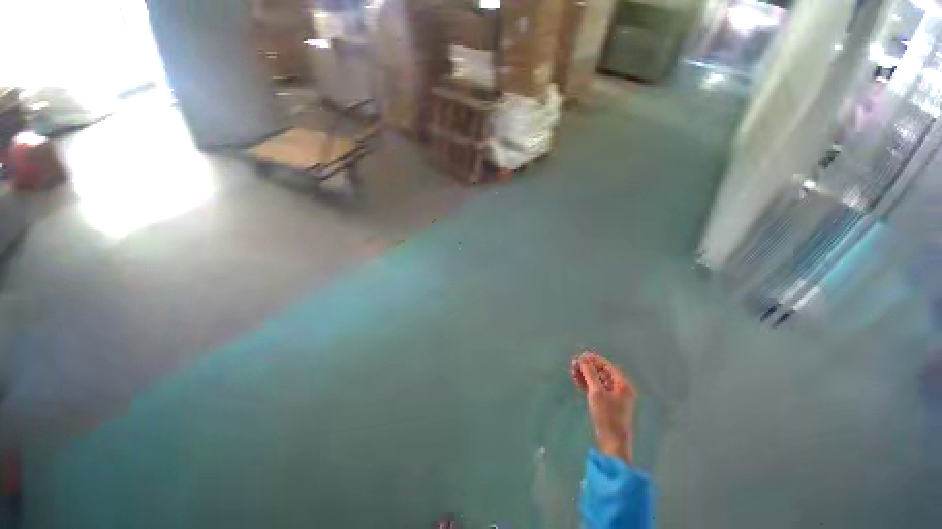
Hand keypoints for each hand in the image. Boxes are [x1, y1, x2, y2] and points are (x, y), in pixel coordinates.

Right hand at [571, 352, 637, 463]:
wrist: (612, 443)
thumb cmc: (607, 415)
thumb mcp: (597, 392)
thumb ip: (590, 373)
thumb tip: (583, 359)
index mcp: (622, 385)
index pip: (607, 366)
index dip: (594, 360)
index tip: (581, 357)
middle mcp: (619, 389)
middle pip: (602, 373)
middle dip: (588, 367)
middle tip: (574, 364)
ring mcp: (613, 398)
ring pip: (597, 381)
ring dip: (585, 375)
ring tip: (573, 371)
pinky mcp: (606, 405)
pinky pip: (596, 389)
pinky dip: (587, 384)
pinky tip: (577, 381)